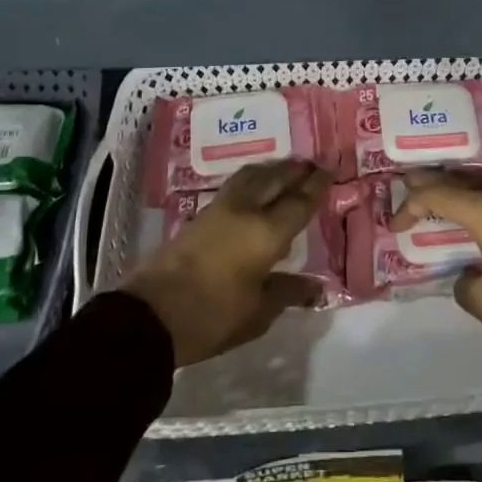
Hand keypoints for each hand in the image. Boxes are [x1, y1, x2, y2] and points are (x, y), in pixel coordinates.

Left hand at [122, 160, 330, 366]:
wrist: (152, 314)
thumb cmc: (212, 317)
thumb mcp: (257, 313)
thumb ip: (287, 293)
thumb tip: (314, 287)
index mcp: (266, 233)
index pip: (298, 202)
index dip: (316, 186)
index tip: (329, 170)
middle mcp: (246, 210)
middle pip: (275, 179)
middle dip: (295, 170)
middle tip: (312, 164)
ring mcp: (220, 209)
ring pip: (252, 175)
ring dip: (272, 169)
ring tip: (285, 170)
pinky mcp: (200, 215)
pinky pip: (236, 184)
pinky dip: (253, 178)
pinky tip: (255, 188)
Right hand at [393, 169, 481, 350]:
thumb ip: (464, 286)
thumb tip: (465, 277)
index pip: (434, 195)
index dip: (410, 206)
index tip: (394, 226)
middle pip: (456, 179)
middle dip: (428, 182)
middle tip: (404, 184)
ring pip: (478, 185)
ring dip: (454, 188)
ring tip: (434, 196)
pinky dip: (474, 201)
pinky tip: (472, 215)